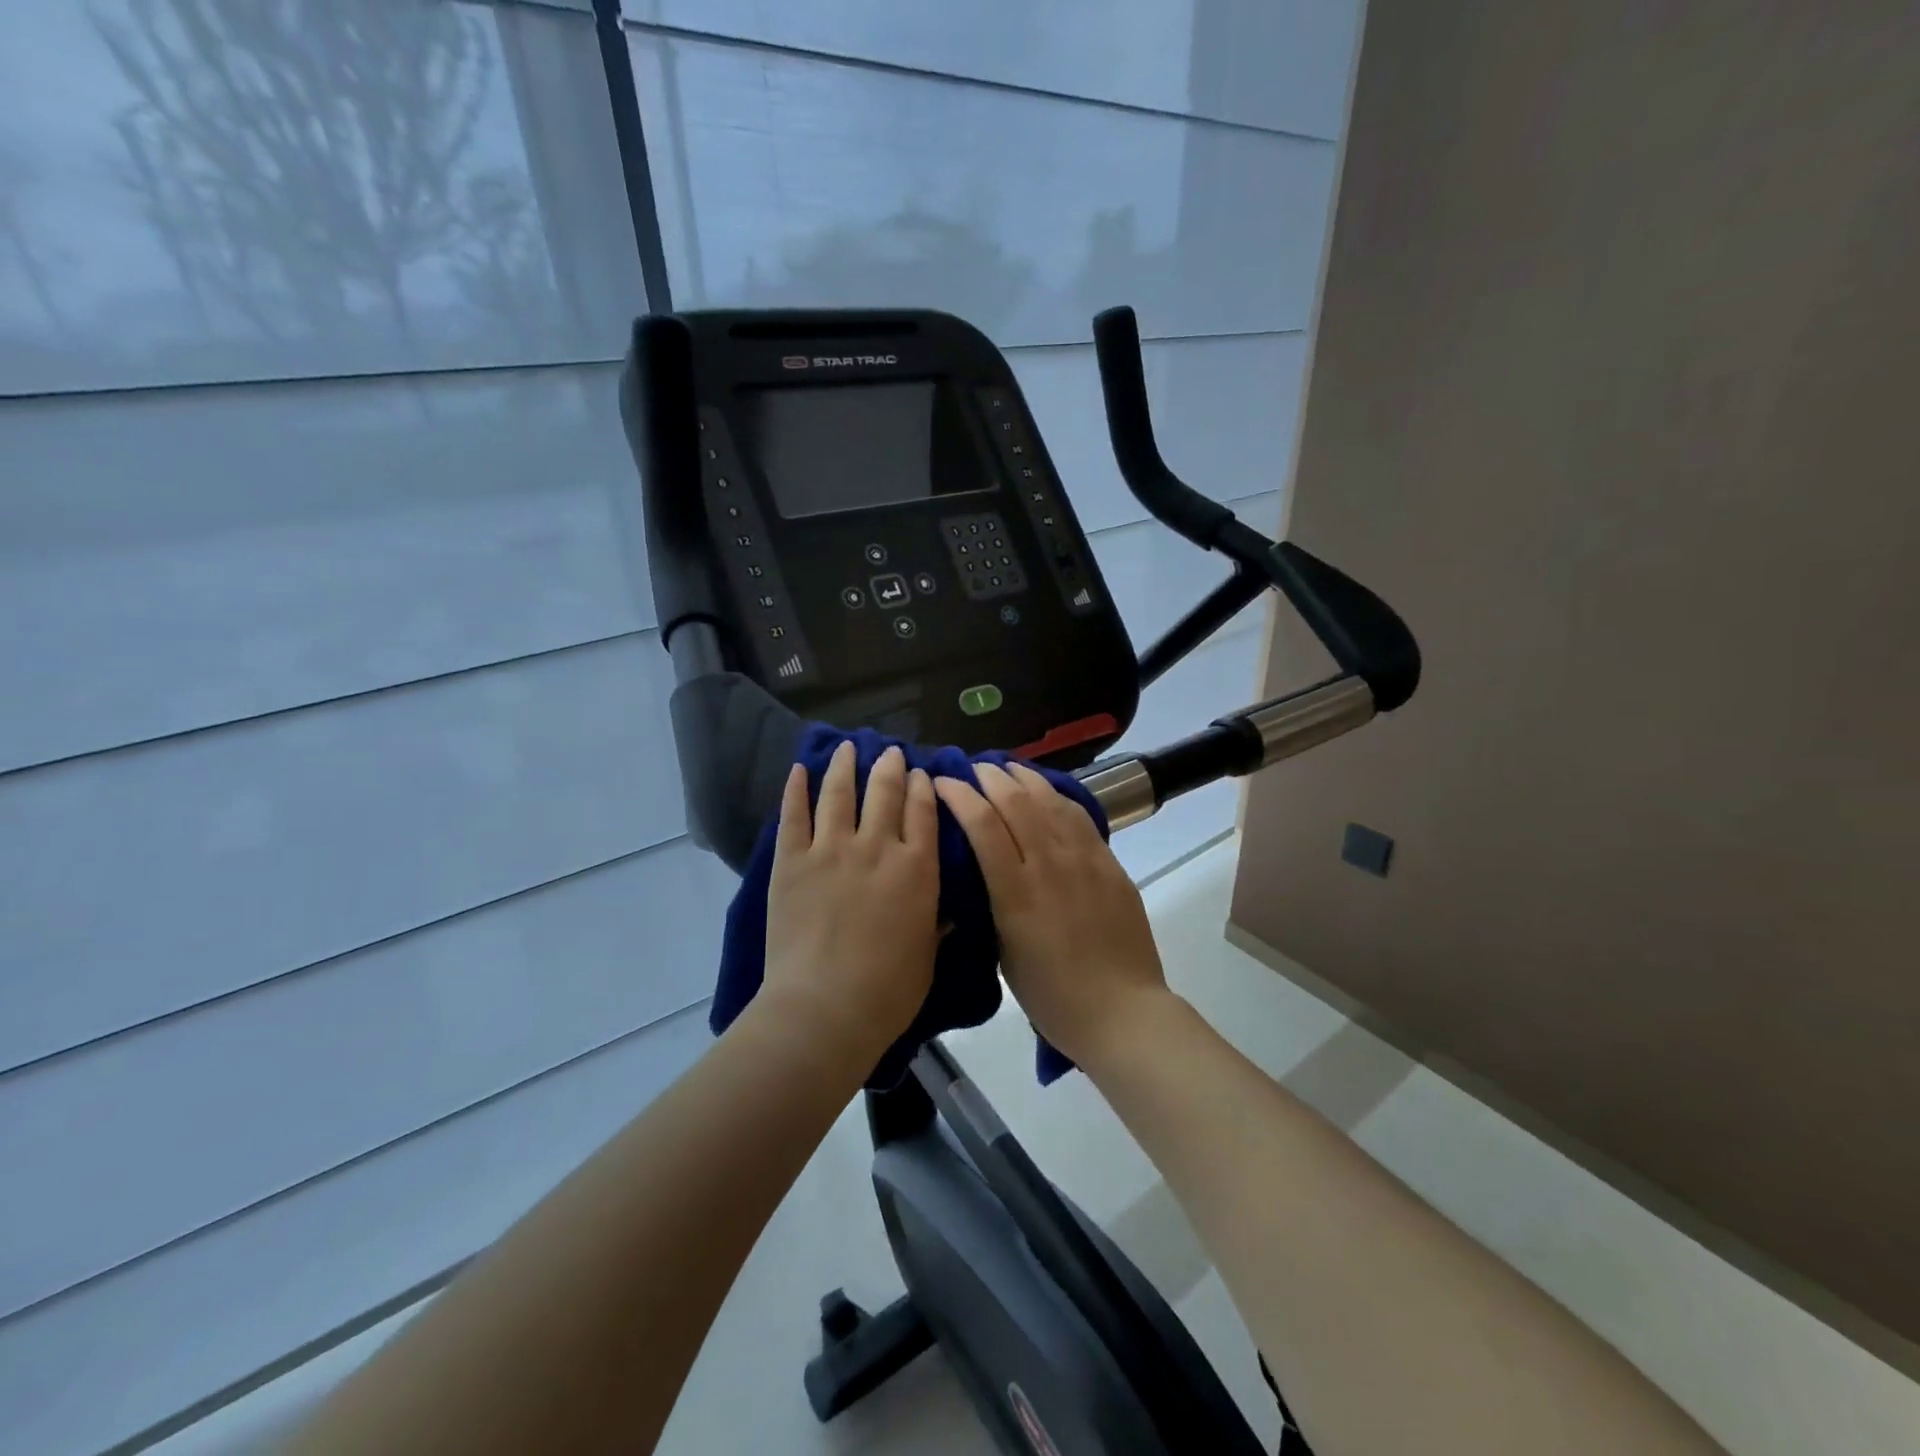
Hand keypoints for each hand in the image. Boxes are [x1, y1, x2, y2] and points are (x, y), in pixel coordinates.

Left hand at [761, 742, 939, 1066]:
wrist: (825, 1009)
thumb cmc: (888, 992)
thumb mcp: (927, 957)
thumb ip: (936, 925)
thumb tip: (946, 911)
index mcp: (917, 869)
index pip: (923, 812)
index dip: (923, 787)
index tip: (921, 774)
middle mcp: (878, 847)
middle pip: (885, 792)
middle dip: (890, 767)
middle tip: (891, 752)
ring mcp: (831, 850)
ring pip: (840, 792)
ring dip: (845, 765)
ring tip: (848, 746)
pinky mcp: (792, 861)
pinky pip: (794, 815)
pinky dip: (796, 789)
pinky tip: (799, 768)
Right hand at [934, 762, 1170, 1068]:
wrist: (1121, 1011)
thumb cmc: (1052, 996)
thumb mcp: (1004, 954)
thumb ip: (994, 905)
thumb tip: (983, 872)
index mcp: (1015, 893)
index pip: (982, 825)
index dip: (959, 796)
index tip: (941, 783)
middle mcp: (1049, 865)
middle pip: (1016, 802)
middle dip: (988, 778)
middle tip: (972, 769)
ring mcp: (1084, 860)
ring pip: (1050, 801)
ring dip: (1023, 778)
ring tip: (1006, 768)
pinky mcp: (1109, 863)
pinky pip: (1079, 816)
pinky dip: (1056, 796)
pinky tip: (1046, 791)